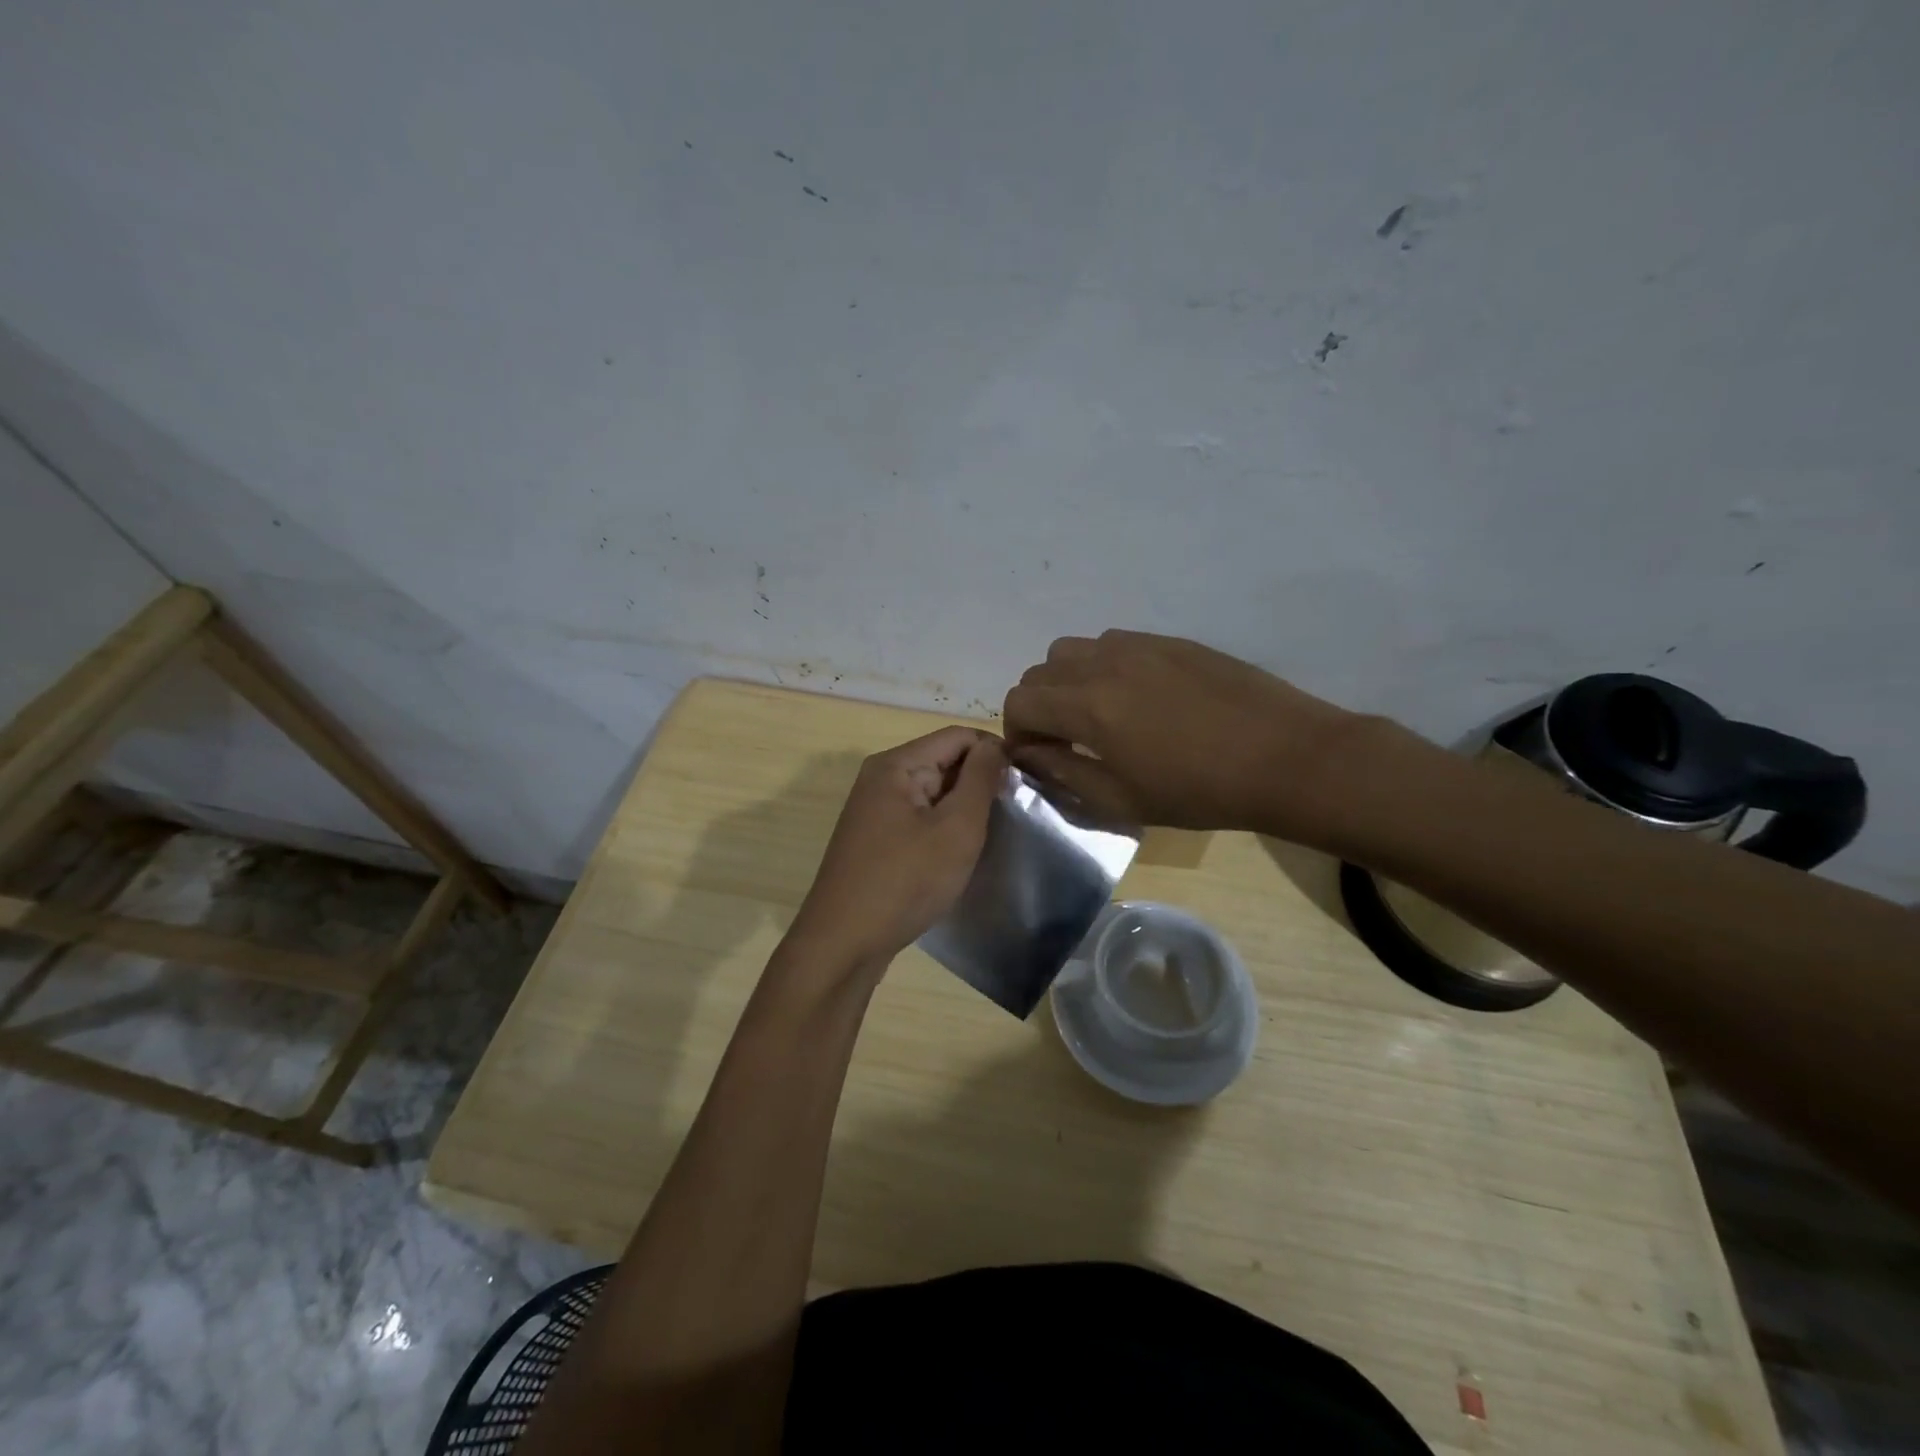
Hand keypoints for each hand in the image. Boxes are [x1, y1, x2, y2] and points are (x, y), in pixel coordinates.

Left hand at [787, 727, 1005, 972]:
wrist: (844, 943)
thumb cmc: (906, 881)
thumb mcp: (956, 828)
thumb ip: (980, 780)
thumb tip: (995, 746)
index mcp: (896, 764)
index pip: (958, 736)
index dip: (995, 752)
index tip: (1025, 782)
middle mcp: (880, 778)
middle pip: (943, 760)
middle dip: (979, 781)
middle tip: (1014, 813)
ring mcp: (875, 809)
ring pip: (933, 792)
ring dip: (963, 807)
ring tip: (992, 834)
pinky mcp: (875, 839)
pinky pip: (919, 817)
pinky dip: (943, 827)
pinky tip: (959, 853)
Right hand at [1002, 630, 1367, 842]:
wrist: (1284, 757)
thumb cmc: (1199, 791)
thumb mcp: (1121, 799)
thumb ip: (1062, 772)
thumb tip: (1027, 753)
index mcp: (1088, 705)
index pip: (1020, 701)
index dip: (1016, 731)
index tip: (1036, 755)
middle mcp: (1104, 662)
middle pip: (1041, 670)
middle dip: (1039, 706)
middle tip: (1064, 739)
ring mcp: (1140, 645)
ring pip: (1074, 649)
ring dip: (1068, 681)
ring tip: (1097, 714)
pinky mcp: (1170, 640)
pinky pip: (1114, 643)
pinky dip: (1103, 667)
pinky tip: (1136, 698)